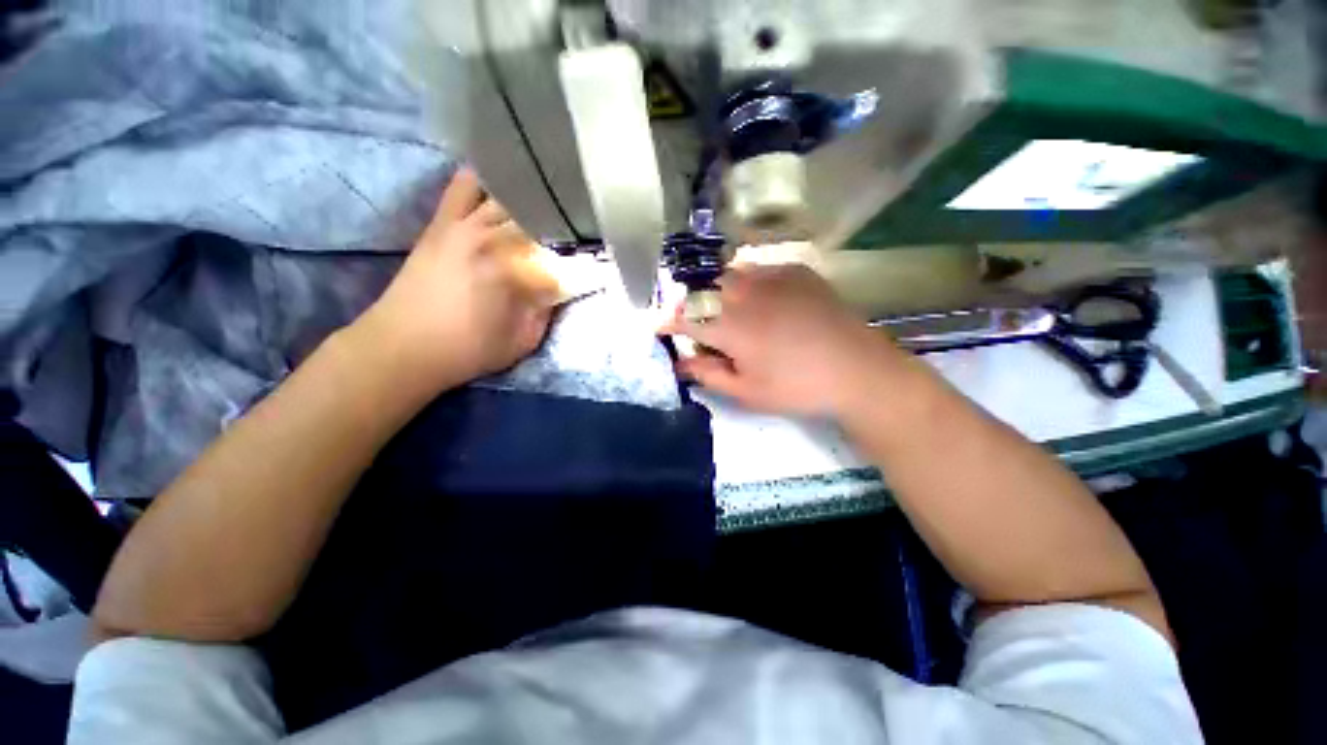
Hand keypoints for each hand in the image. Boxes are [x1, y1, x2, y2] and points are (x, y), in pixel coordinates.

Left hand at [352, 167, 560, 392]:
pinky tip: (504, 185)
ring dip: (534, 202)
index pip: (563, 258)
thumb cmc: (468, 350)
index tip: (592, 269)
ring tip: (549, 208)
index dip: (582, 264)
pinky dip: (487, 181)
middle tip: (574, 238)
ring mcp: (467, 225)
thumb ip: (548, 311)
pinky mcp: (444, 221)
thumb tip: (560, 286)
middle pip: (542, 218)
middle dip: (563, 228)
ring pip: (511, 196)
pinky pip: (466, 185)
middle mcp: (496, 239)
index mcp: (518, 272)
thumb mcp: (523, 342)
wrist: (403, 346)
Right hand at [661, 264, 906, 416]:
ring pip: (727, 273)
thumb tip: (681, 362)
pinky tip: (757, 300)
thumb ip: (708, 374)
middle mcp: (746, 293)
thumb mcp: (747, 391)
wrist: (858, 371)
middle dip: (690, 304)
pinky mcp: (795, 271)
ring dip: (715, 290)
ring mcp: (772, 277)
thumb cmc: (798, 388)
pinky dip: (745, 282)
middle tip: (694, 324)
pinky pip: (757, 268)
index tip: (658, 328)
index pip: (684, 316)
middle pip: (702, 288)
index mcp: (731, 326)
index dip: (666, 321)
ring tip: (723, 310)